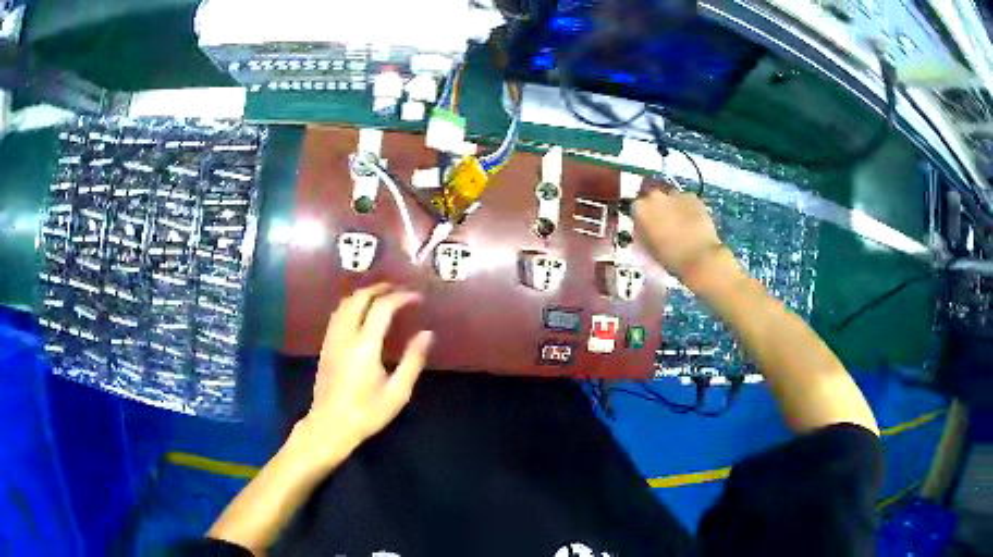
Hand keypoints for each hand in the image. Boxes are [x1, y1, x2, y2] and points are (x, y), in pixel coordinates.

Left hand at [298, 284, 432, 463]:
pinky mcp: (325, 346)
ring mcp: (332, 339)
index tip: (417, 297)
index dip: (401, 297)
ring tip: (384, 296)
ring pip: (345, 303)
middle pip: (359, 297)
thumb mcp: (397, 392)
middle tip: (401, 290)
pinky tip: (363, 312)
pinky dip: (353, 304)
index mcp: (365, 345)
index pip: (382, 307)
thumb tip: (426, 333)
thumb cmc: (367, 413)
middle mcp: (345, 335)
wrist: (329, 426)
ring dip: (365, 294)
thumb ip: (413, 360)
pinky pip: (338, 314)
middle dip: (381, 288)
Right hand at [634, 187, 722, 276]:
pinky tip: (691, 225)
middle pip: (653, 199)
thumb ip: (643, 234)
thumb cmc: (671, 258)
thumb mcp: (647, 248)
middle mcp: (655, 196)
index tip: (646, 229)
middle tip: (663, 228)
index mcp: (640, 209)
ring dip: (673, 209)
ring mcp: (675, 195)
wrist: (699, 258)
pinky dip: (688, 210)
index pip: (636, 209)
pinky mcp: (693, 197)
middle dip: (657, 211)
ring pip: (671, 199)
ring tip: (680, 228)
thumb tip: (645, 231)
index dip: (641, 220)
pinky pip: (687, 201)